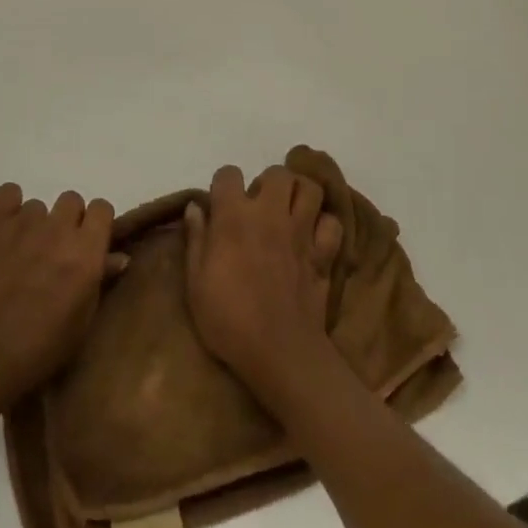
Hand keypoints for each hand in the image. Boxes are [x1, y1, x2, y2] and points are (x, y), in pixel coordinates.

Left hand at [0, 183, 126, 409]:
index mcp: (86, 252)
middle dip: (67, 222)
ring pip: (38, 206)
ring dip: (36, 225)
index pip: (102, 208)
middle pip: (71, 201)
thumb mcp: (81, 323)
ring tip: (21, 254)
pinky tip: (4, 232)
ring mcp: (23, 222)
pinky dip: (8, 208)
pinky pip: (7, 193)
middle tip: (54, 253)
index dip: (96, 224)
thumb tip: (119, 256)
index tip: (88, 244)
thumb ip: (100, 281)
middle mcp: (58, 229)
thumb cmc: (39, 350)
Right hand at [183, 163, 344, 407]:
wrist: (279, 353)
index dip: (223, 185)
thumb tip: (195, 207)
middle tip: (260, 206)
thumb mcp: (196, 283)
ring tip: (289, 212)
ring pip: (310, 189)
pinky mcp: (323, 254)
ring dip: (300, 195)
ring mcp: (301, 232)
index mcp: (234, 217)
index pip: (228, 174)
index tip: (221, 205)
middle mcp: (270, 214)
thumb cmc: (229, 320)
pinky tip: (313, 237)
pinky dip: (324, 226)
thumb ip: (196, 239)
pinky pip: (332, 224)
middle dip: (268, 183)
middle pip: (277, 174)